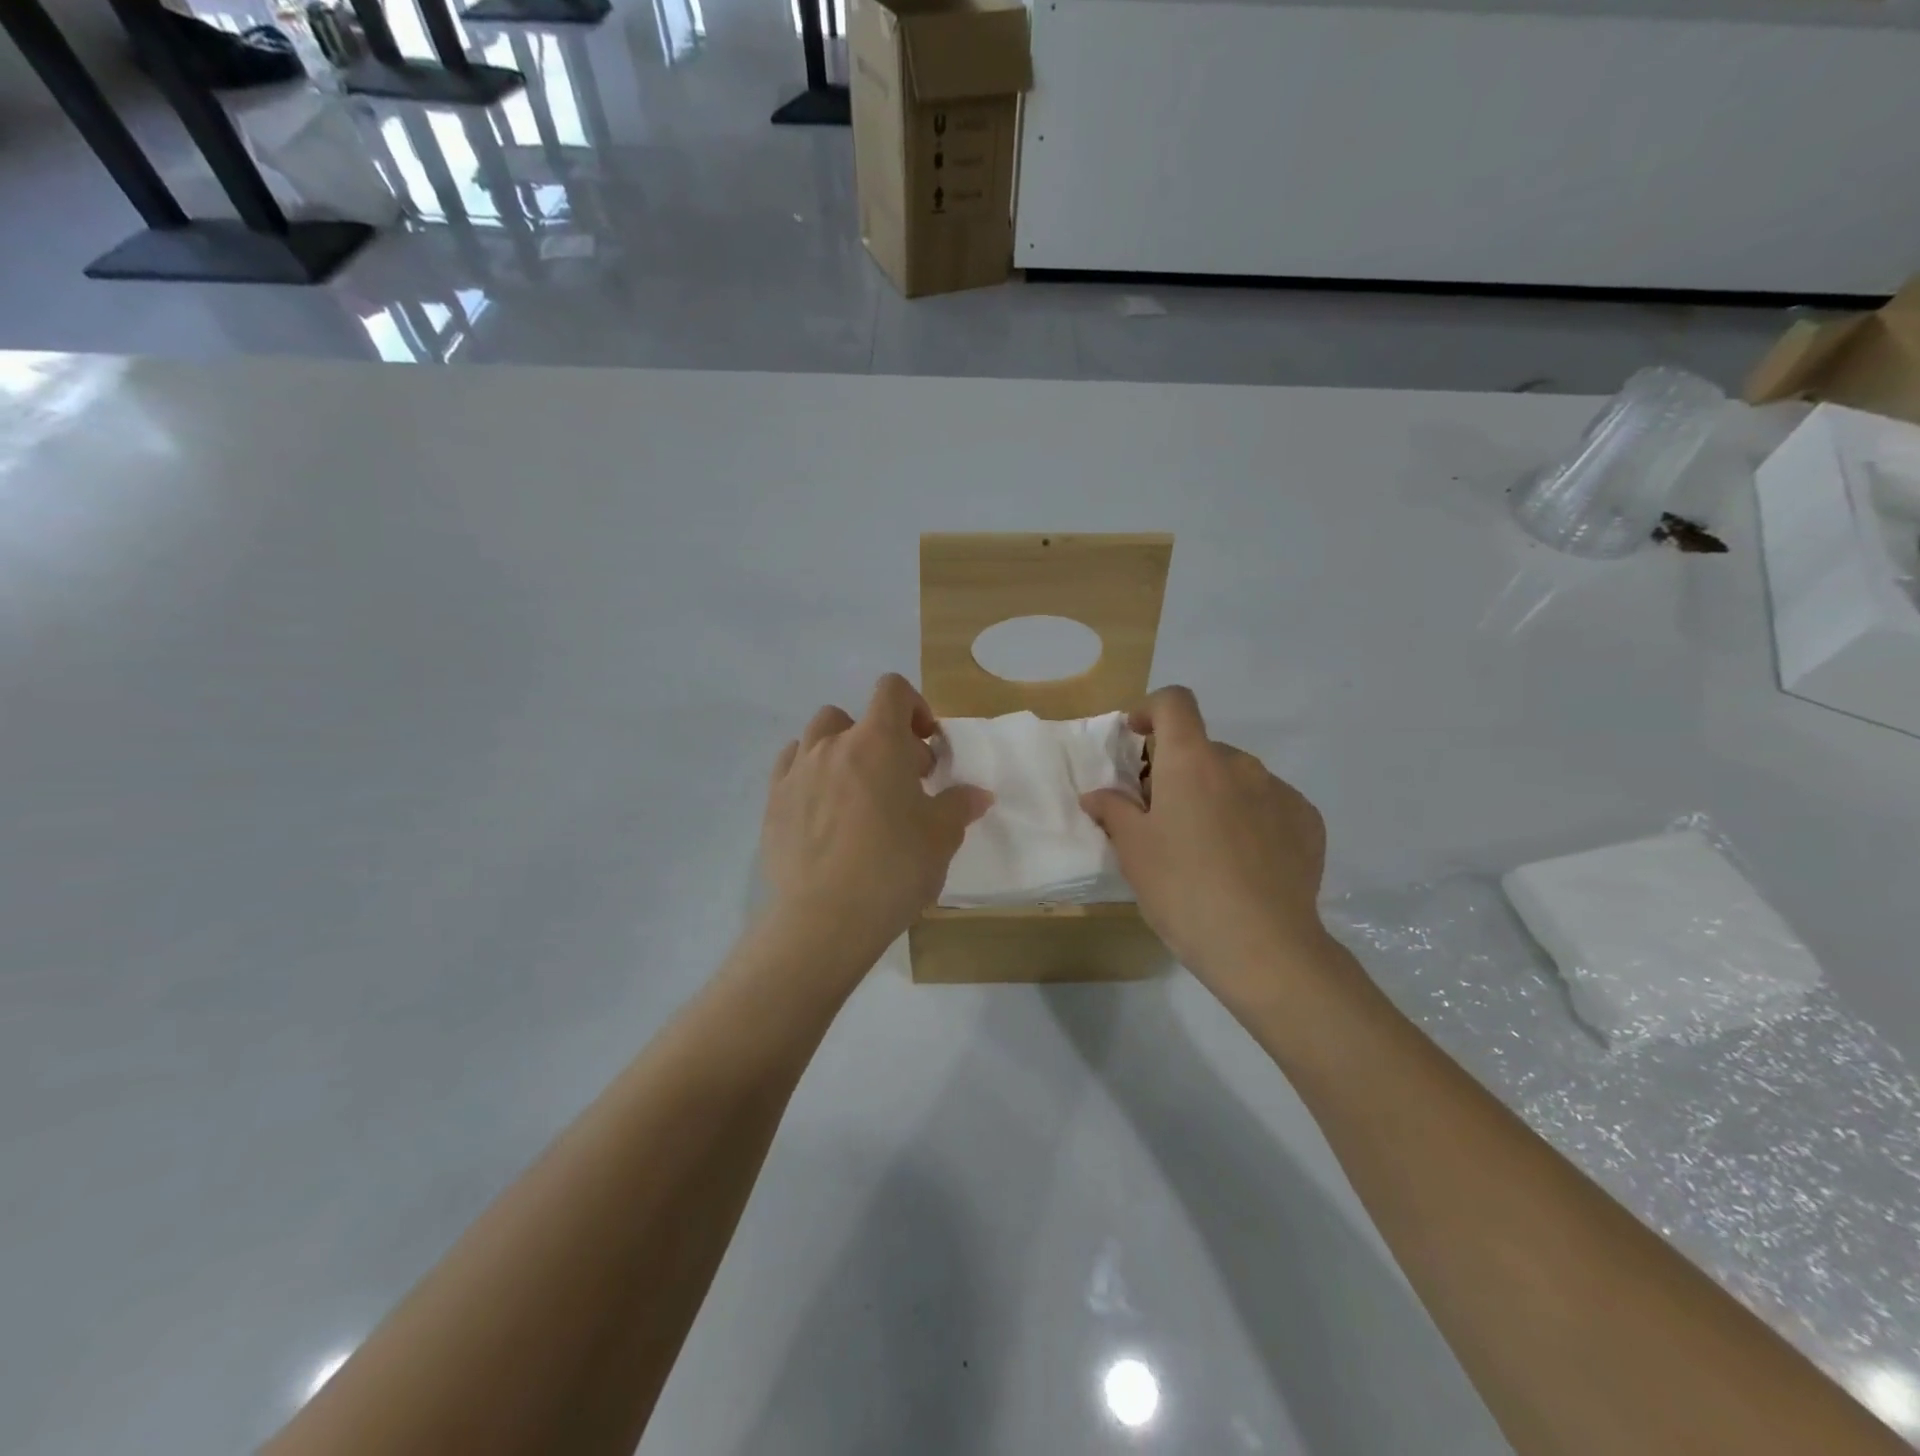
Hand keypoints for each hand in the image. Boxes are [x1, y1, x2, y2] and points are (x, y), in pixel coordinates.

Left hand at [760, 674, 992, 967]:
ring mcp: (796, 772)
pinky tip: (822, 808)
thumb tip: (977, 794)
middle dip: (880, 739)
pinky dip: (809, 773)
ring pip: (817, 738)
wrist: (825, 918)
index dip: (914, 706)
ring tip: (856, 792)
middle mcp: (832, 745)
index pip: (892, 690)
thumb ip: (959, 806)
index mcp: (876, 742)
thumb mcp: (941, 837)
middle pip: (854, 717)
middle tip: (899, 783)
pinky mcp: (773, 802)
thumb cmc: (893, 868)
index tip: (925, 744)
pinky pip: (791, 767)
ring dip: (840, 752)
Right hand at [1081, 686, 1330, 998]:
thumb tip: (1097, 795)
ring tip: (1206, 846)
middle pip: (1202, 748)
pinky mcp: (1308, 822)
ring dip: (1215, 794)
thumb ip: (1113, 811)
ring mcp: (1279, 792)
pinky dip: (1250, 817)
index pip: (1174, 702)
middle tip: (1162, 818)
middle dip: (1178, 771)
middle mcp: (1239, 764)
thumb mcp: (1133, 851)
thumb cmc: (1183, 888)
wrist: (1263, 946)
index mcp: (1192, 761)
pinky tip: (1245, 862)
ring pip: (1236, 778)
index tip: (1138, 739)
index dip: (1151, 709)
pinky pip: (1269, 804)